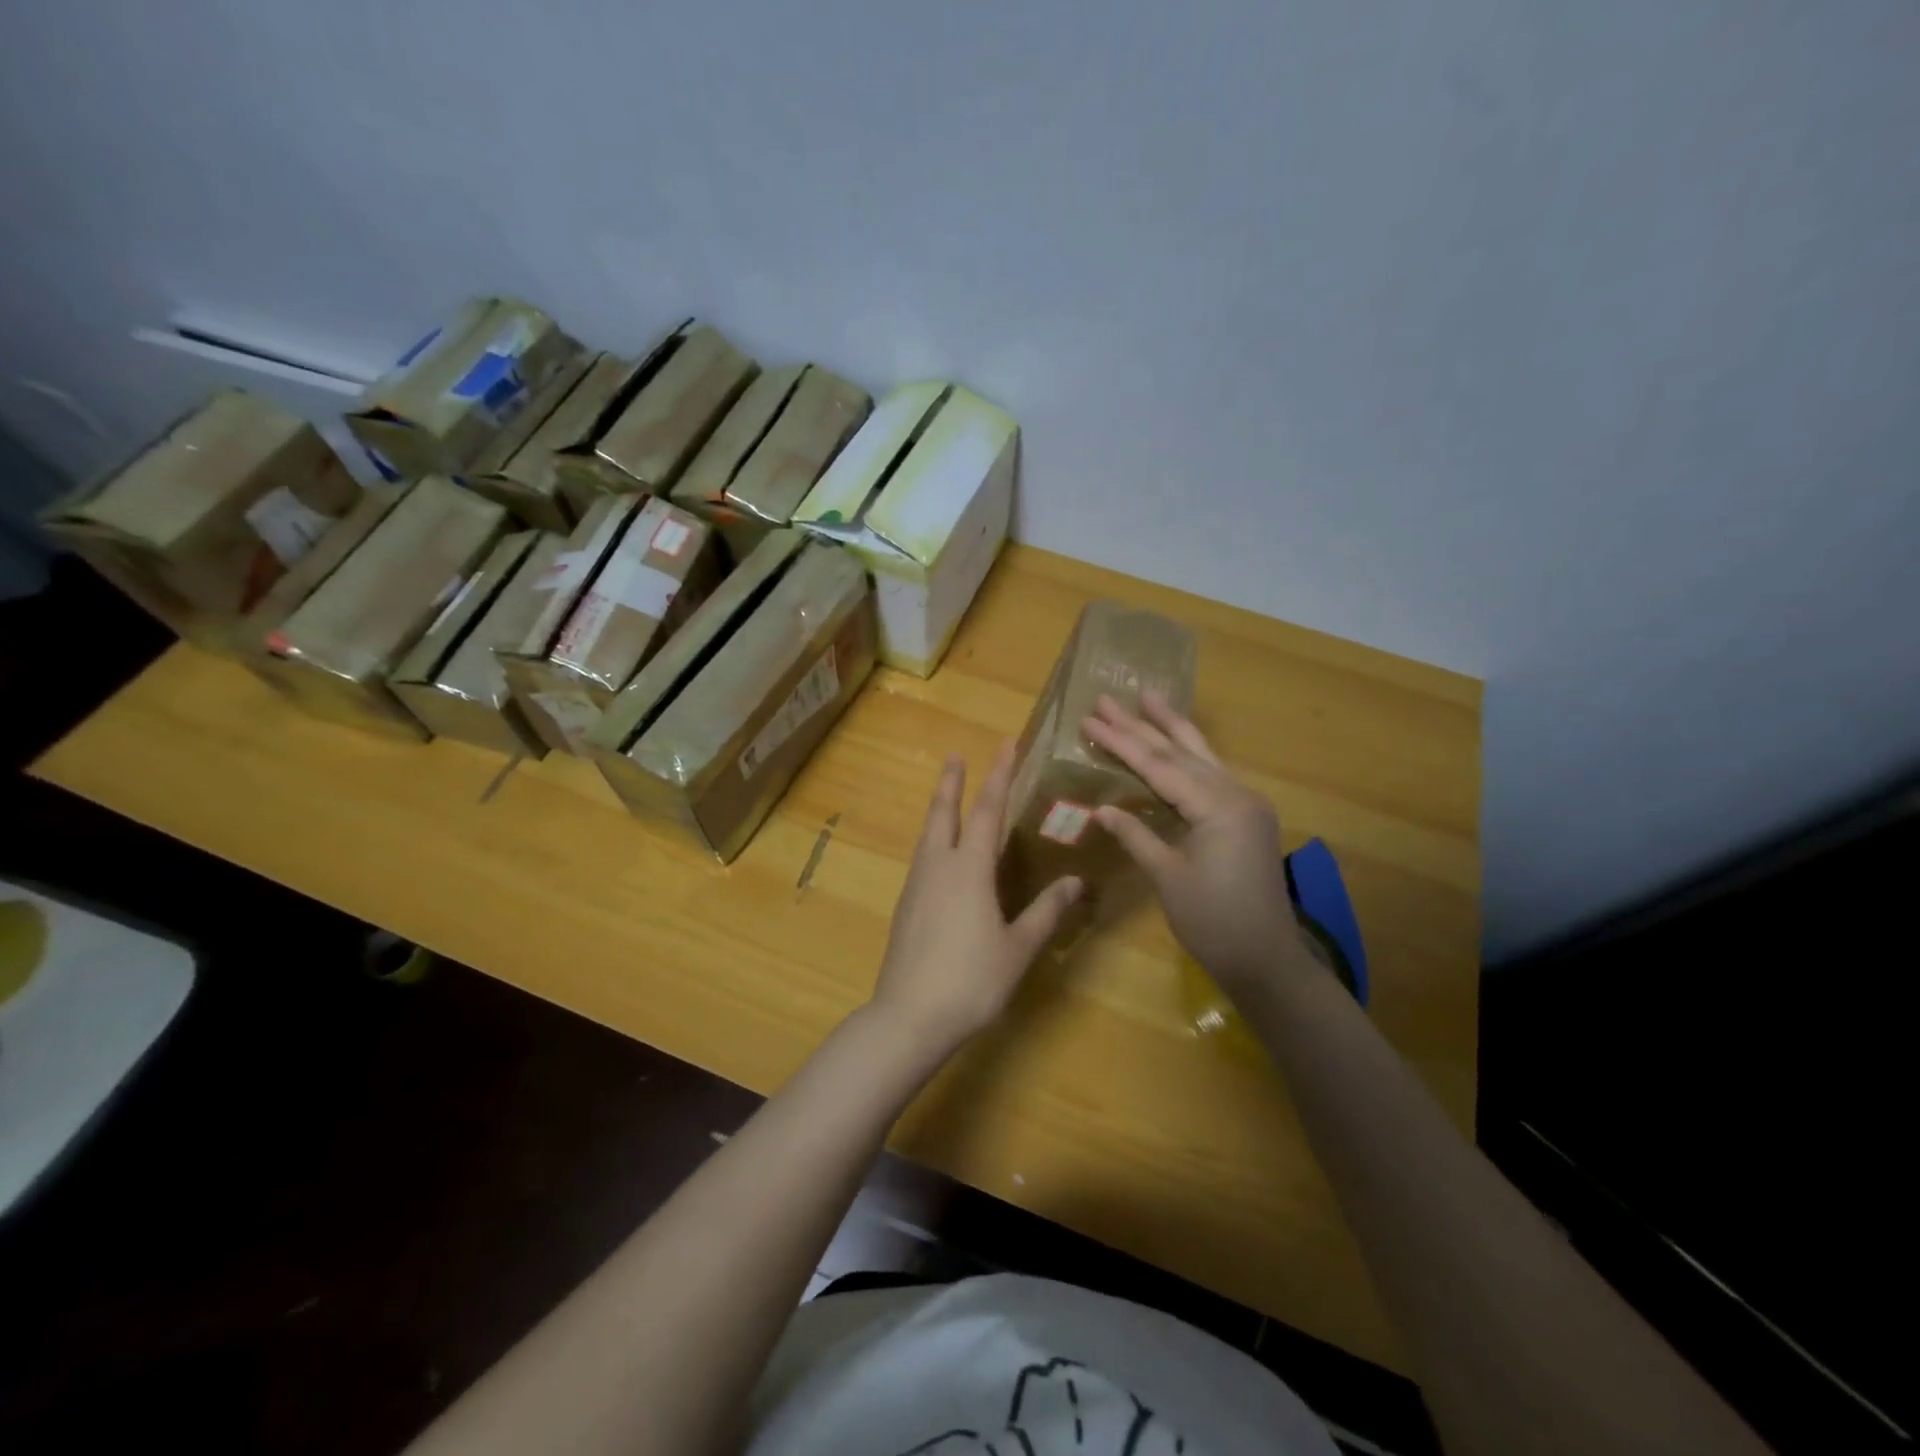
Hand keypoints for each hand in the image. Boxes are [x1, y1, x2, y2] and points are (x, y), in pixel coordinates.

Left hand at [869, 744, 1082, 1054]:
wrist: (908, 1017)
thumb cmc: (971, 981)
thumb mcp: (1018, 948)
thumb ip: (1046, 912)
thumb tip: (1077, 882)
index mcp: (969, 869)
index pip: (986, 810)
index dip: (999, 776)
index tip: (1006, 745)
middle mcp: (938, 866)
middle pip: (944, 812)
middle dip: (952, 781)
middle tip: (956, 755)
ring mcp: (917, 885)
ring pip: (928, 834)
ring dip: (939, 809)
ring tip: (947, 796)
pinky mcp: (905, 906)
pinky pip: (923, 858)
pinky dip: (934, 839)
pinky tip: (941, 856)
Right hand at [1083, 693, 1311, 993]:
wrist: (1266, 960)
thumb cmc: (1213, 923)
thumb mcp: (1168, 878)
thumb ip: (1136, 836)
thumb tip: (1102, 808)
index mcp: (1218, 808)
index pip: (1159, 767)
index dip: (1122, 743)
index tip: (1091, 719)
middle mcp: (1236, 795)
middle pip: (1181, 752)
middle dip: (1143, 724)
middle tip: (1109, 697)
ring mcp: (1246, 805)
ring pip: (1202, 756)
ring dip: (1172, 728)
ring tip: (1149, 697)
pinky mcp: (1247, 818)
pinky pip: (1212, 775)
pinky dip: (1188, 755)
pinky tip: (1176, 743)